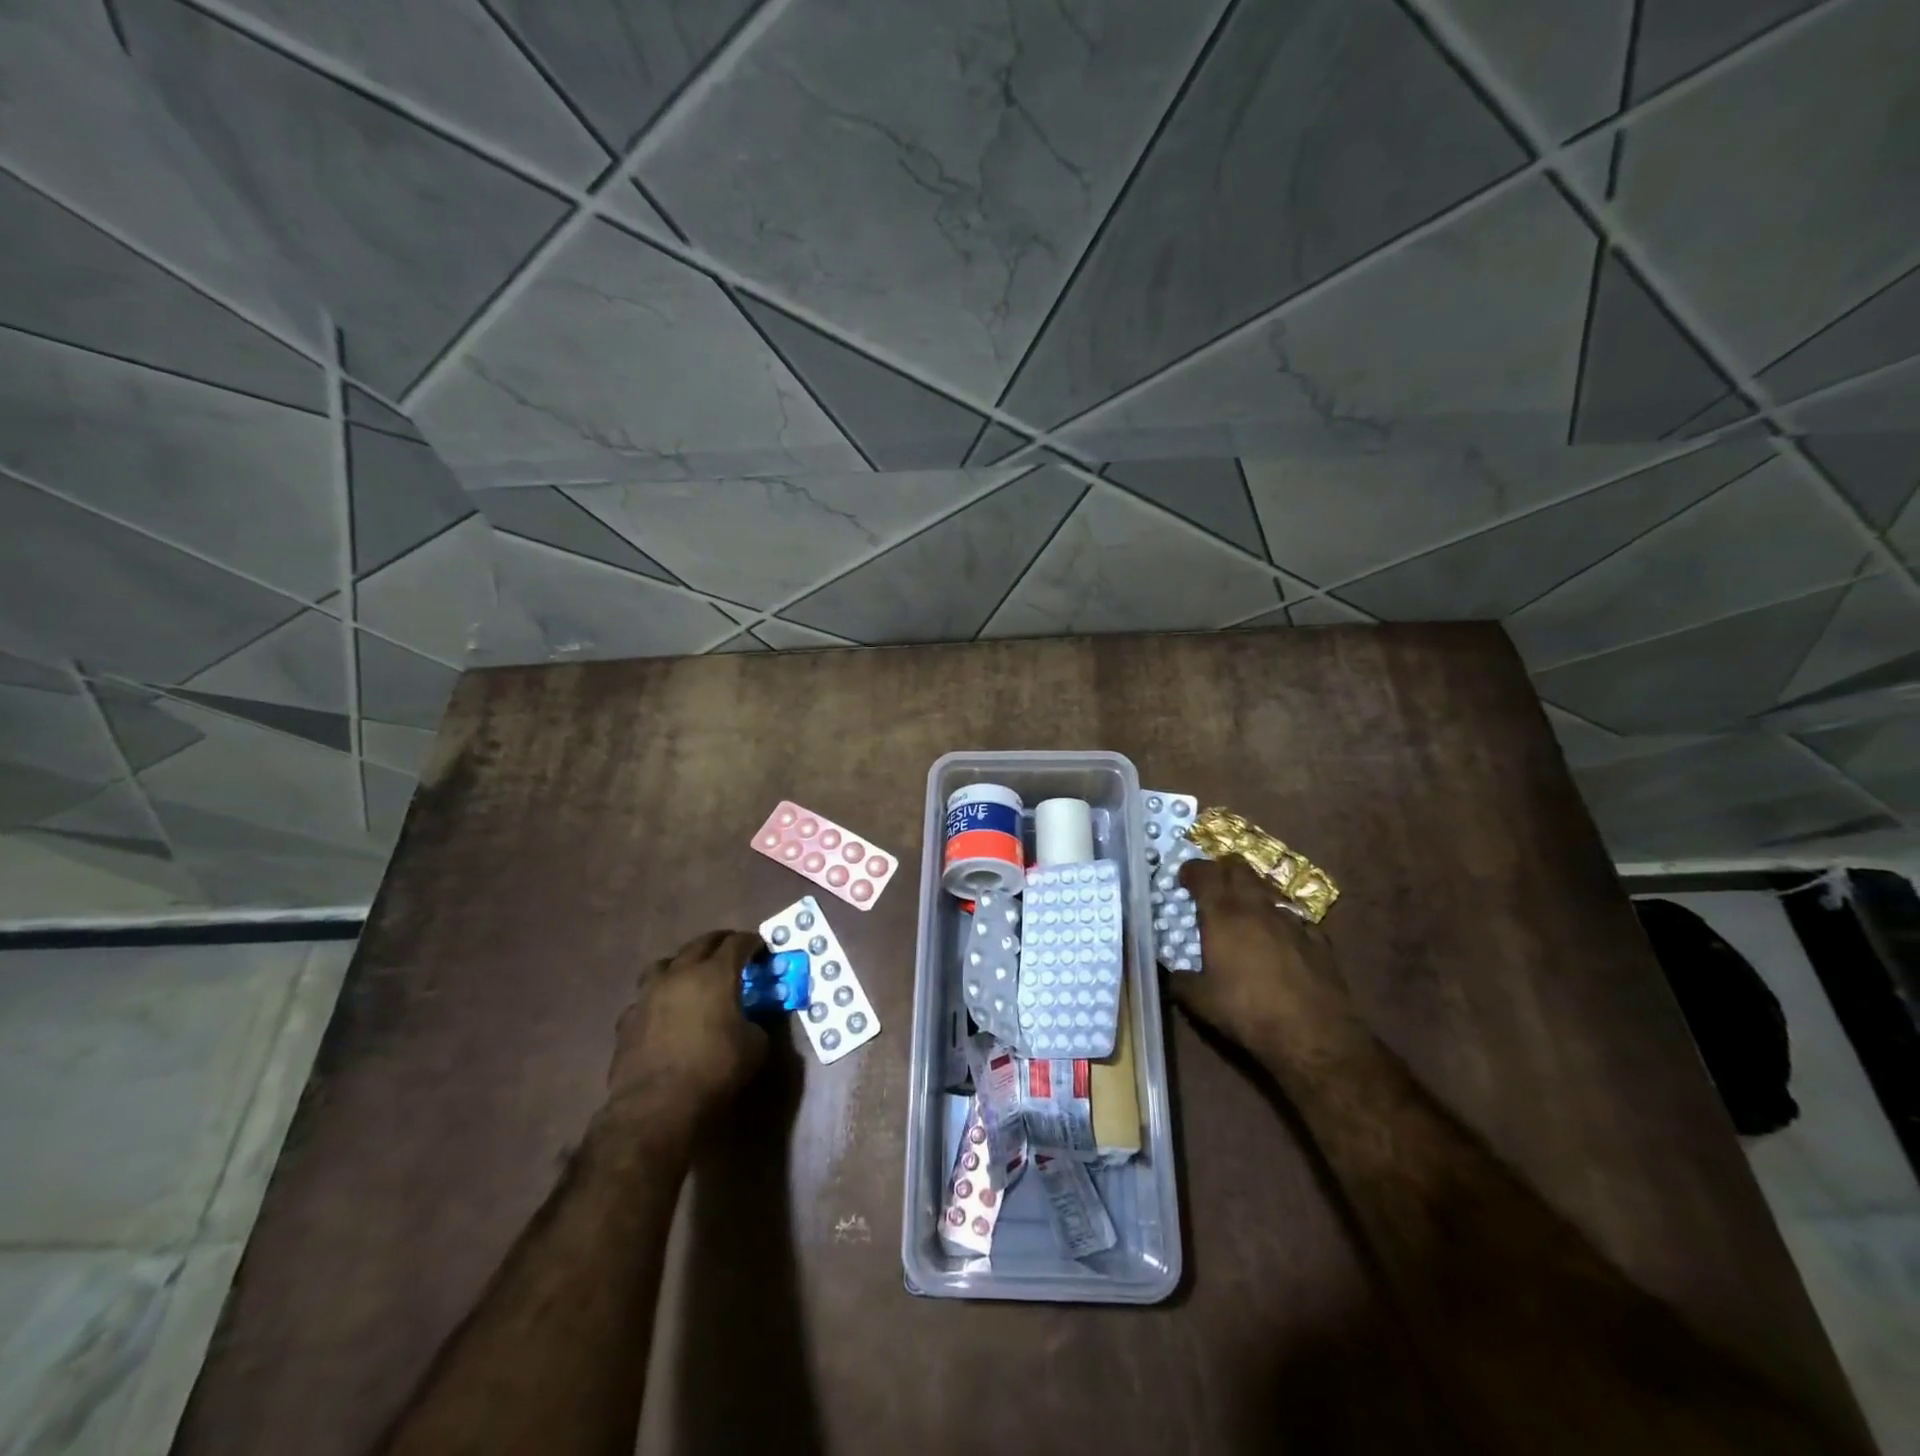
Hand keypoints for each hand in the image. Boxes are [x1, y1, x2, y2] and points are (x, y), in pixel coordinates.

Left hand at [606, 930, 768, 1121]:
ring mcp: (648, 994)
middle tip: (733, 954)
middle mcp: (680, 974)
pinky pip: (645, 998)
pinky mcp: (627, 1019)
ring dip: (683, 964)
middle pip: (701, 943)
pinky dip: (659, 998)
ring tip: (693, 977)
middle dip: (721, 944)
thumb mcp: (756, 1046)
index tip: (762, 950)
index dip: (752, 943)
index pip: (738, 942)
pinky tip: (665, 1014)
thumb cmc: (715, 1071)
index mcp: (715, 974)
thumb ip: (758, 1022)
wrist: (656, 1108)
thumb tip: (753, 1018)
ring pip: (665, 963)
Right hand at [1166, 859, 1361, 1068]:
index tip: (1184, 877)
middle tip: (1212, 883)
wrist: (1313, 1035)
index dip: (1192, 870)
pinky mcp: (1318, 939)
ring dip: (1252, 890)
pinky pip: (1295, 917)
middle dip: (1223, 869)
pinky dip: (1281, 919)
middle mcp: (1256, 908)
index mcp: (1223, 915)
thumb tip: (1171, 974)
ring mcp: (1291, 920)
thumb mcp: (1200, 1002)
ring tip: (1244, 906)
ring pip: (1268, 888)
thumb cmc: (1247, 1012)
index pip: (1205, 874)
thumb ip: (1180, 981)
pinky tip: (1280, 936)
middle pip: (1239, 869)